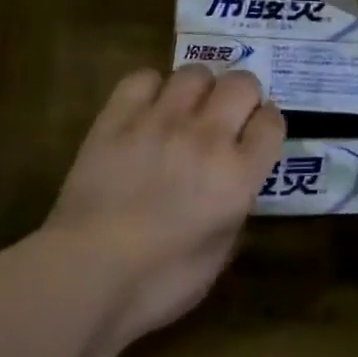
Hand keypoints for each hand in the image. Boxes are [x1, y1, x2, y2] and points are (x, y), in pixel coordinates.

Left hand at [44, 65, 283, 344]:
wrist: (85, 274)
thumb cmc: (158, 283)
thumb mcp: (218, 256)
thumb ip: (235, 213)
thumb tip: (233, 192)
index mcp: (238, 175)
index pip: (272, 123)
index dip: (267, 125)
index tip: (257, 134)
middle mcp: (207, 137)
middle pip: (242, 83)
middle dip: (243, 95)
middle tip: (229, 116)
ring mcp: (160, 121)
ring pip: (195, 73)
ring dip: (200, 88)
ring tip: (188, 109)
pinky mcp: (118, 118)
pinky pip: (143, 78)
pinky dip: (151, 88)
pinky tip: (148, 108)